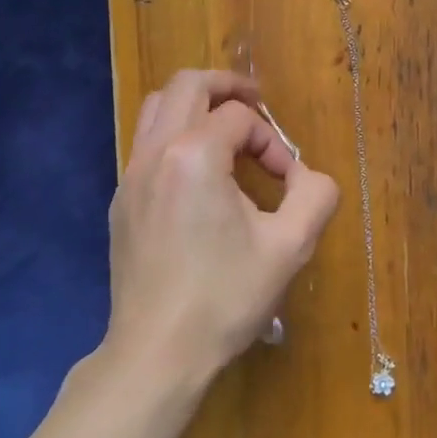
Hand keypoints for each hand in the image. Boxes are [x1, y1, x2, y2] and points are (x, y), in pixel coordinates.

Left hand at [104, 69, 339, 394]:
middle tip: (256, 105)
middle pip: (187, 85)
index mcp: (194, 155)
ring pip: (157, 108)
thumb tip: (306, 176)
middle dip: (227, 87)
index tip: (286, 180)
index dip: (272, 140)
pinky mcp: (121, 201)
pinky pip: (147, 144)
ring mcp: (130, 176)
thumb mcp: (290, 247)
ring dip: (196, 107)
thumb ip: (315, 194)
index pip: (239, 116)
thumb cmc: (225, 298)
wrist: (157, 353)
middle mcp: (155, 152)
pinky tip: (200, 176)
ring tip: (227, 131)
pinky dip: (176, 137)